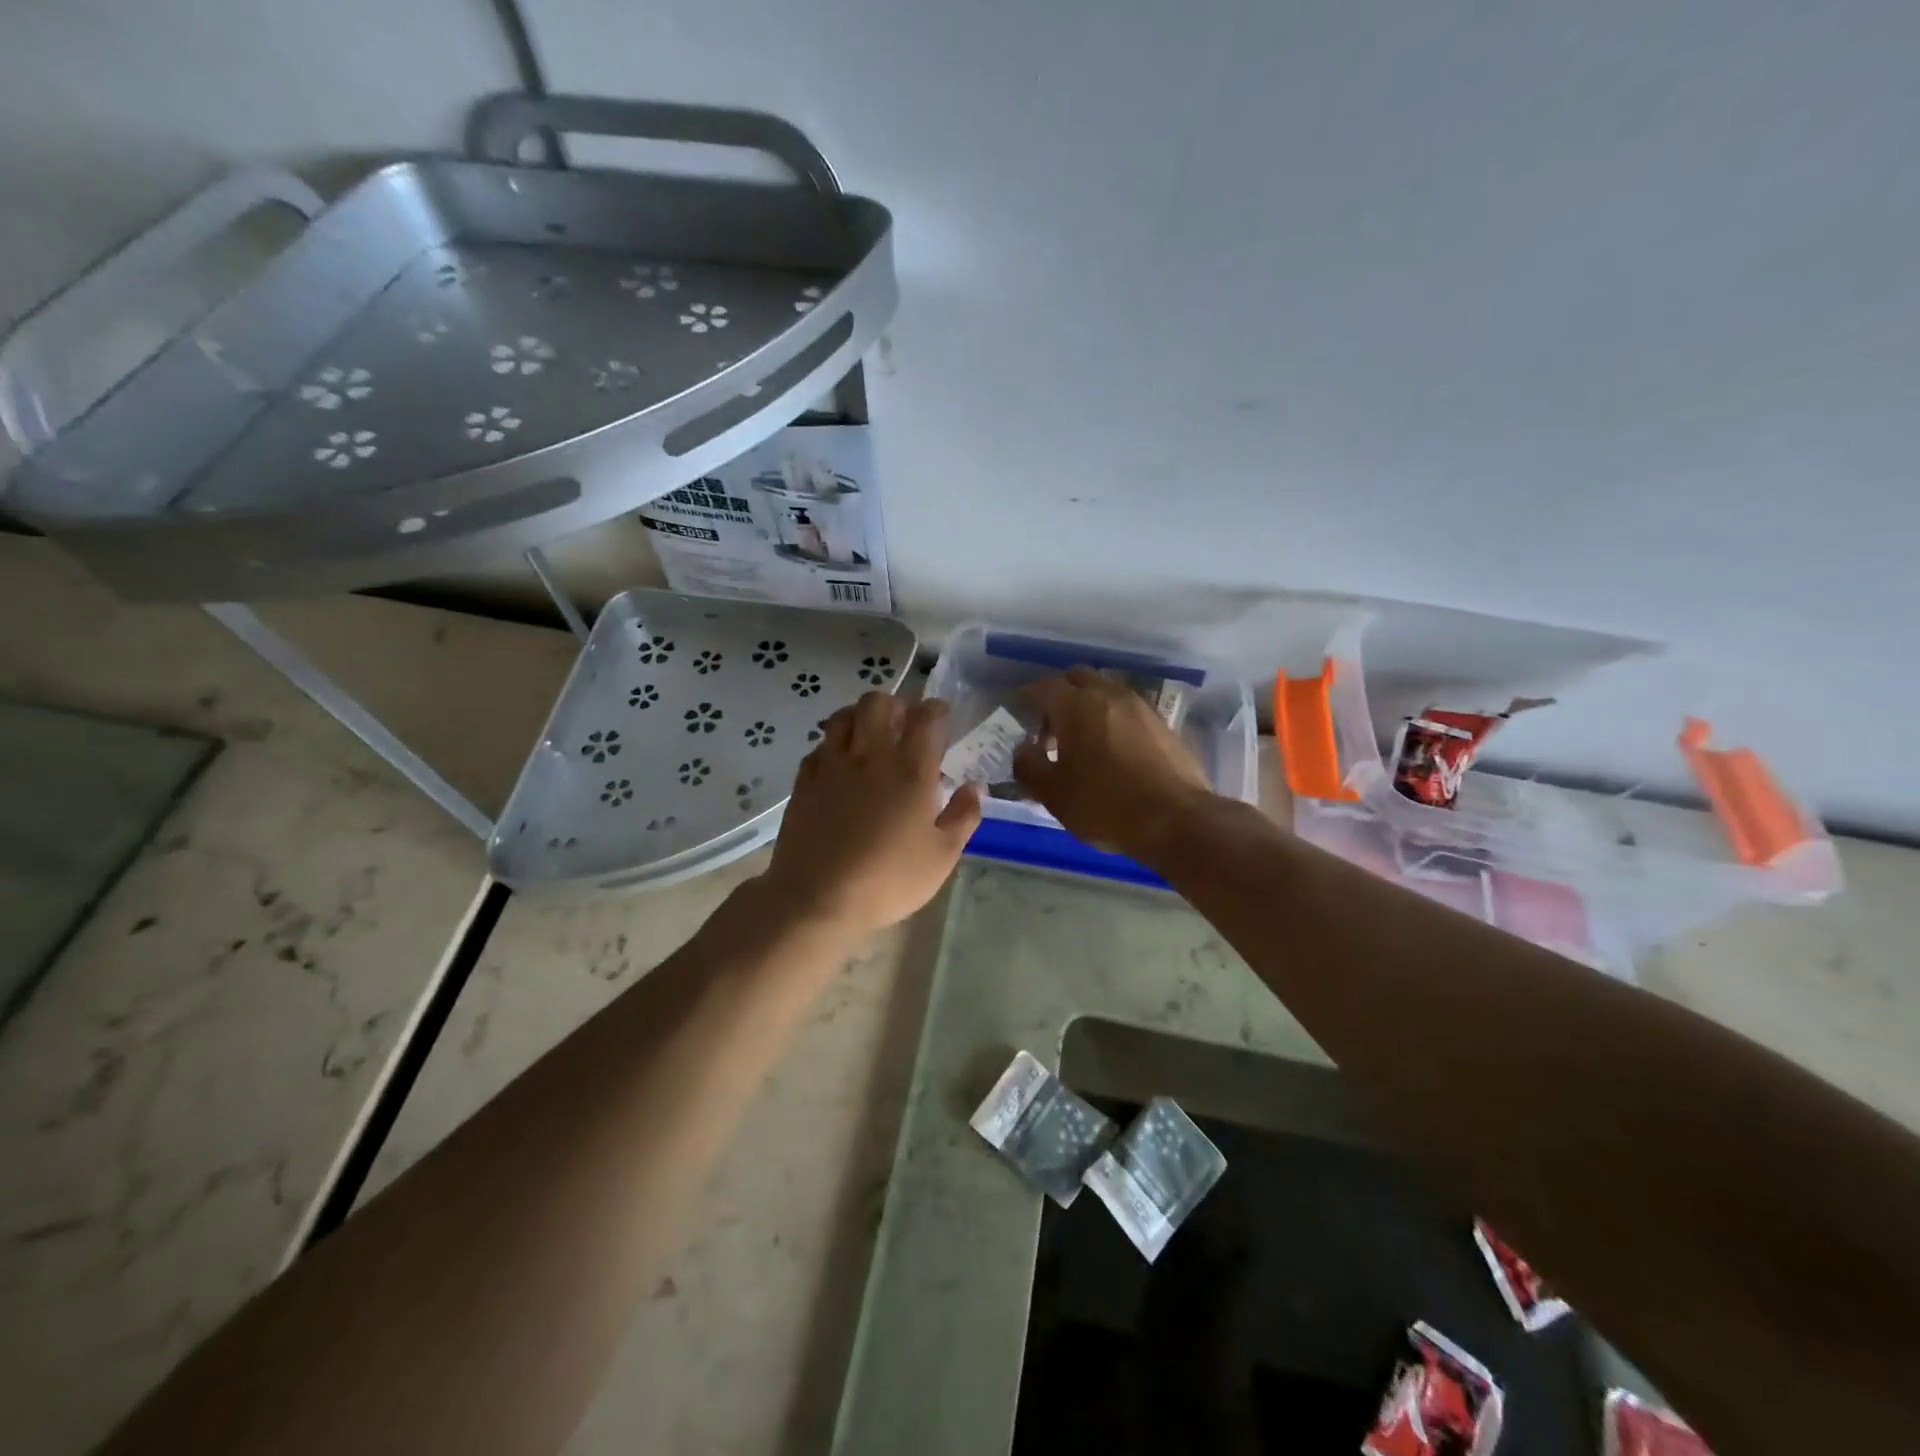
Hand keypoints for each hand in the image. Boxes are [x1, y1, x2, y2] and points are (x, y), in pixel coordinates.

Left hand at [762, 692, 981, 939]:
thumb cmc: (888, 880)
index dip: (936, 710)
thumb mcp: (942, 857)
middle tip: (902, 726)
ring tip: (869, 738)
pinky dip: (832, 746)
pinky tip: (838, 766)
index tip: (941, 718)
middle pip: (878, 702)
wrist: (817, 898)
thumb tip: (975, 787)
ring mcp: (832, 765)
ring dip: (860, 718)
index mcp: (911, 769)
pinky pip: (819, 746)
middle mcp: (871, 755)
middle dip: (894, 705)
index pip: (926, 717)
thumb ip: (963, 816)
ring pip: (843, 716)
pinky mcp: (804, 781)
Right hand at [1013, 667, 1215, 858]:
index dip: (1026, 699)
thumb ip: (1029, 767)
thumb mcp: (1053, 794)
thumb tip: (1023, 751)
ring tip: (1082, 742)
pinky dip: (1113, 721)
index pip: (1042, 687)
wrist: (1177, 820)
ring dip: (1089, 707)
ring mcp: (1140, 707)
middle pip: (1077, 679)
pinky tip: (1113, 752)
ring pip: (1106, 692)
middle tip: (1050, 729)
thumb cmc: (1105, 805)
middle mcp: (1108, 695)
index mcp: (1076, 705)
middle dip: (1060, 696)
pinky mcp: (1163, 724)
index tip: (1017, 714)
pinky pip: (1128, 711)